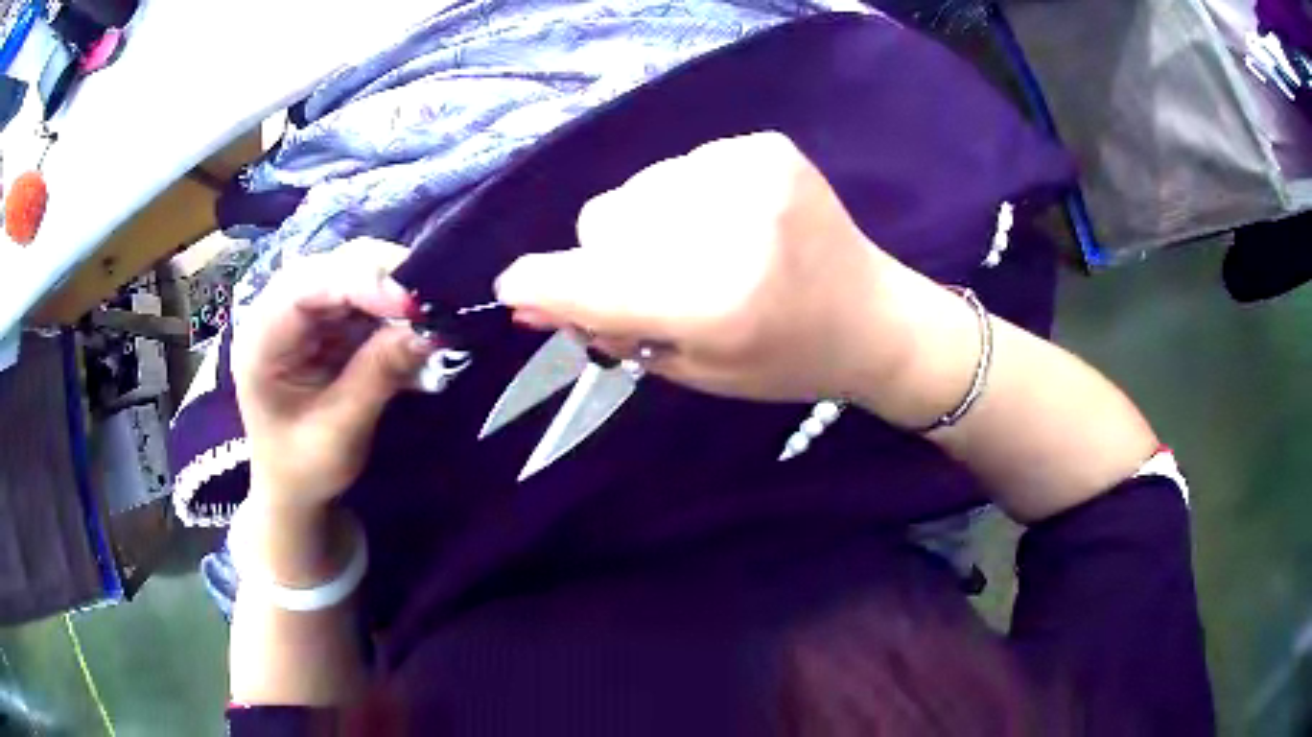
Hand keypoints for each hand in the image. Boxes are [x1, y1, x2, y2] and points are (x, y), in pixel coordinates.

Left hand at [232, 238, 434, 512]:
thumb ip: (378, 377)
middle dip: (382, 276)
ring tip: (428, 313)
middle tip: (431, 302)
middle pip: (330, 266)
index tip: (411, 304)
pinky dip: (392, 305)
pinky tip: (414, 323)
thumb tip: (430, 331)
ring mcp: (301, 311)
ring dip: (392, 287)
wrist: (292, 487)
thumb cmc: (303, 468)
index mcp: (260, 340)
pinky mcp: (324, 318)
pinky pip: (363, 293)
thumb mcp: (340, 432)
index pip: (305, 288)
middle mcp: (276, 311)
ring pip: (350, 270)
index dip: (358, 283)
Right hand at [494, 132, 913, 402]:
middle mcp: (727, 225)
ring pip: (635, 190)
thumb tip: (528, 299)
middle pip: (601, 220)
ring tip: (707, 252)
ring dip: (649, 225)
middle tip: (664, 284)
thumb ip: (608, 329)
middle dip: (612, 258)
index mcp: (713, 300)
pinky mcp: (762, 146)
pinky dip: (686, 199)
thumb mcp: (691, 368)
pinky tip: (733, 223)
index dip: (538, 283)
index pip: (586, 280)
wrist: (873, 316)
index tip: (518, 287)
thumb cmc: (783, 360)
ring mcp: (749, 172)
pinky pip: (678, 168)